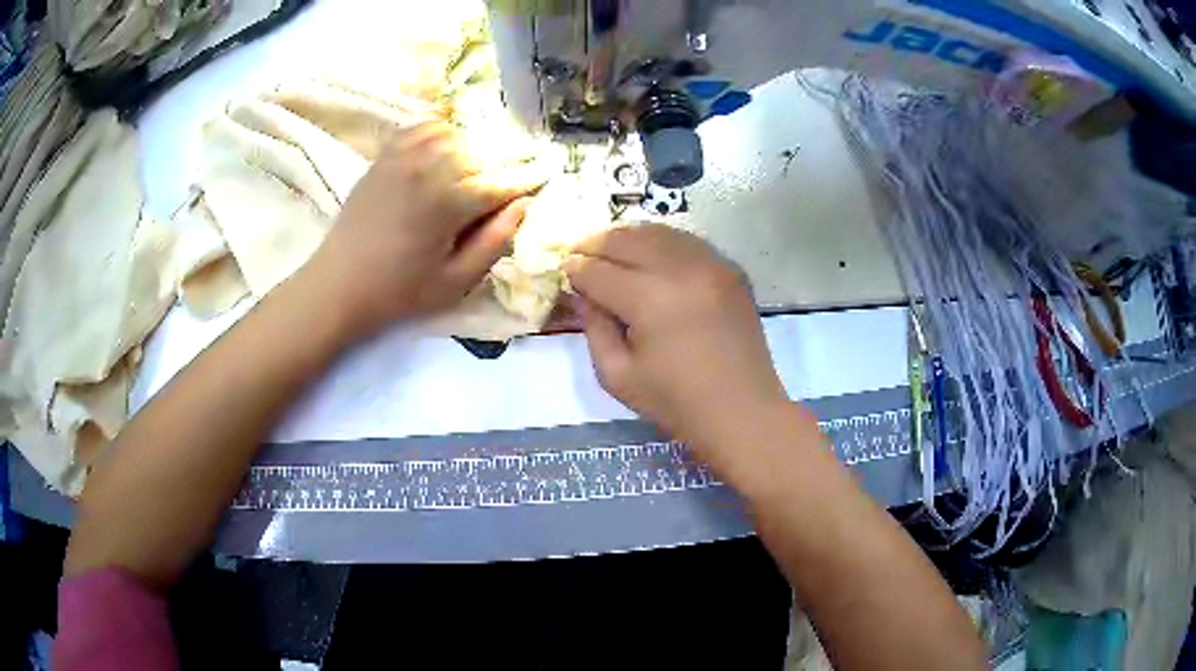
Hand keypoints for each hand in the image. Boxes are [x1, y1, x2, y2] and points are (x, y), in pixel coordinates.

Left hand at [304, 121, 540, 339]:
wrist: (338, 284)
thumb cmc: (399, 292)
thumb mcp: (455, 282)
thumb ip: (495, 242)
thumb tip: (523, 205)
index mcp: (448, 202)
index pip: (502, 182)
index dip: (529, 178)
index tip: (548, 173)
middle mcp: (429, 168)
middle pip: (483, 151)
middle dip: (510, 157)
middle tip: (526, 163)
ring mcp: (403, 156)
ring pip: (457, 134)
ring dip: (479, 144)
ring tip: (489, 159)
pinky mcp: (386, 156)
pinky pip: (424, 128)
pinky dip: (445, 130)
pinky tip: (451, 144)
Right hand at [565, 225, 789, 464]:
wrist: (743, 411)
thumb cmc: (676, 403)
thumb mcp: (617, 375)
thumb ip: (594, 327)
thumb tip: (584, 292)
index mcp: (650, 299)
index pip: (599, 271)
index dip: (576, 269)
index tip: (564, 269)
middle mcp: (681, 269)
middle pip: (627, 239)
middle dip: (596, 243)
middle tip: (580, 252)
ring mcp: (711, 264)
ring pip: (658, 232)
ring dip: (628, 236)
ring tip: (610, 248)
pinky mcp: (730, 269)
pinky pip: (687, 241)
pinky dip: (662, 242)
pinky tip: (650, 255)